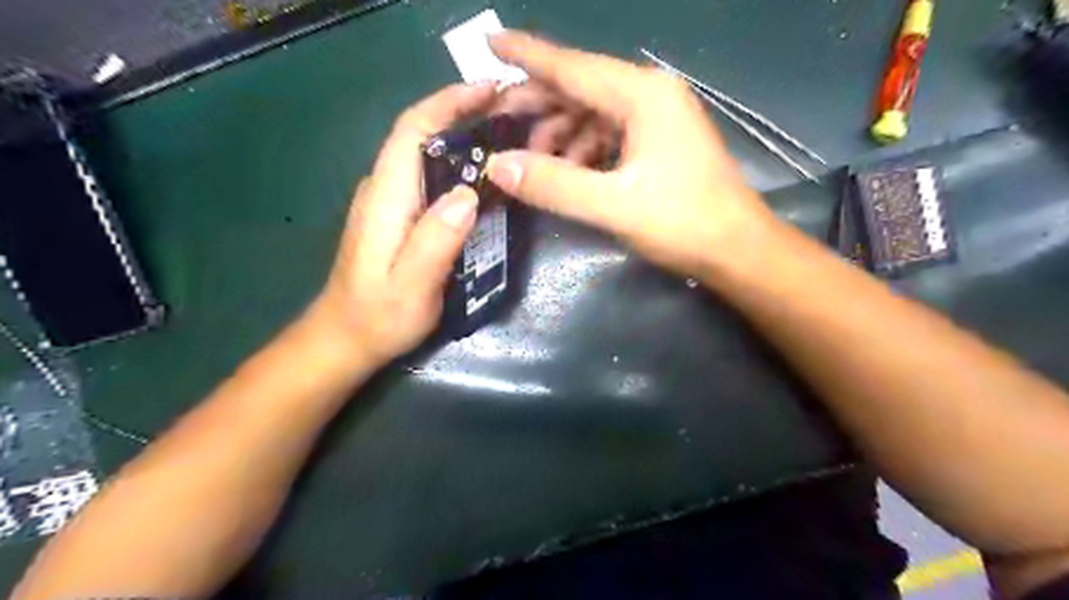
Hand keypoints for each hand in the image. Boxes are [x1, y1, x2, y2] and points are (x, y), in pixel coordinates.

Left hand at [308, 82, 494, 366]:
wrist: (345, 338)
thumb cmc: (378, 316)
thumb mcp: (410, 285)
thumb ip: (435, 239)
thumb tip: (468, 193)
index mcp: (387, 197)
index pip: (412, 130)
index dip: (448, 103)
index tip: (489, 91)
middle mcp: (384, 189)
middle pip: (422, 134)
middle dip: (463, 114)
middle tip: (512, 115)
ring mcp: (390, 202)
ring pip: (426, 154)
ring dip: (463, 137)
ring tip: (507, 139)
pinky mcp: (398, 216)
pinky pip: (429, 177)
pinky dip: (457, 165)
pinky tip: (484, 177)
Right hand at [486, 29, 776, 275]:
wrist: (738, 250)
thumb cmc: (683, 223)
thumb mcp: (613, 205)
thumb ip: (553, 184)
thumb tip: (497, 166)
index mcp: (642, 95)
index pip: (572, 66)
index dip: (527, 55)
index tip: (488, 42)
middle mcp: (650, 94)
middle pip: (580, 88)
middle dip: (538, 105)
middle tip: (497, 122)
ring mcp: (658, 118)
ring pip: (593, 113)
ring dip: (561, 135)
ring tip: (534, 164)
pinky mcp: (660, 142)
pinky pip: (610, 134)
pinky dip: (584, 150)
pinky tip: (570, 173)